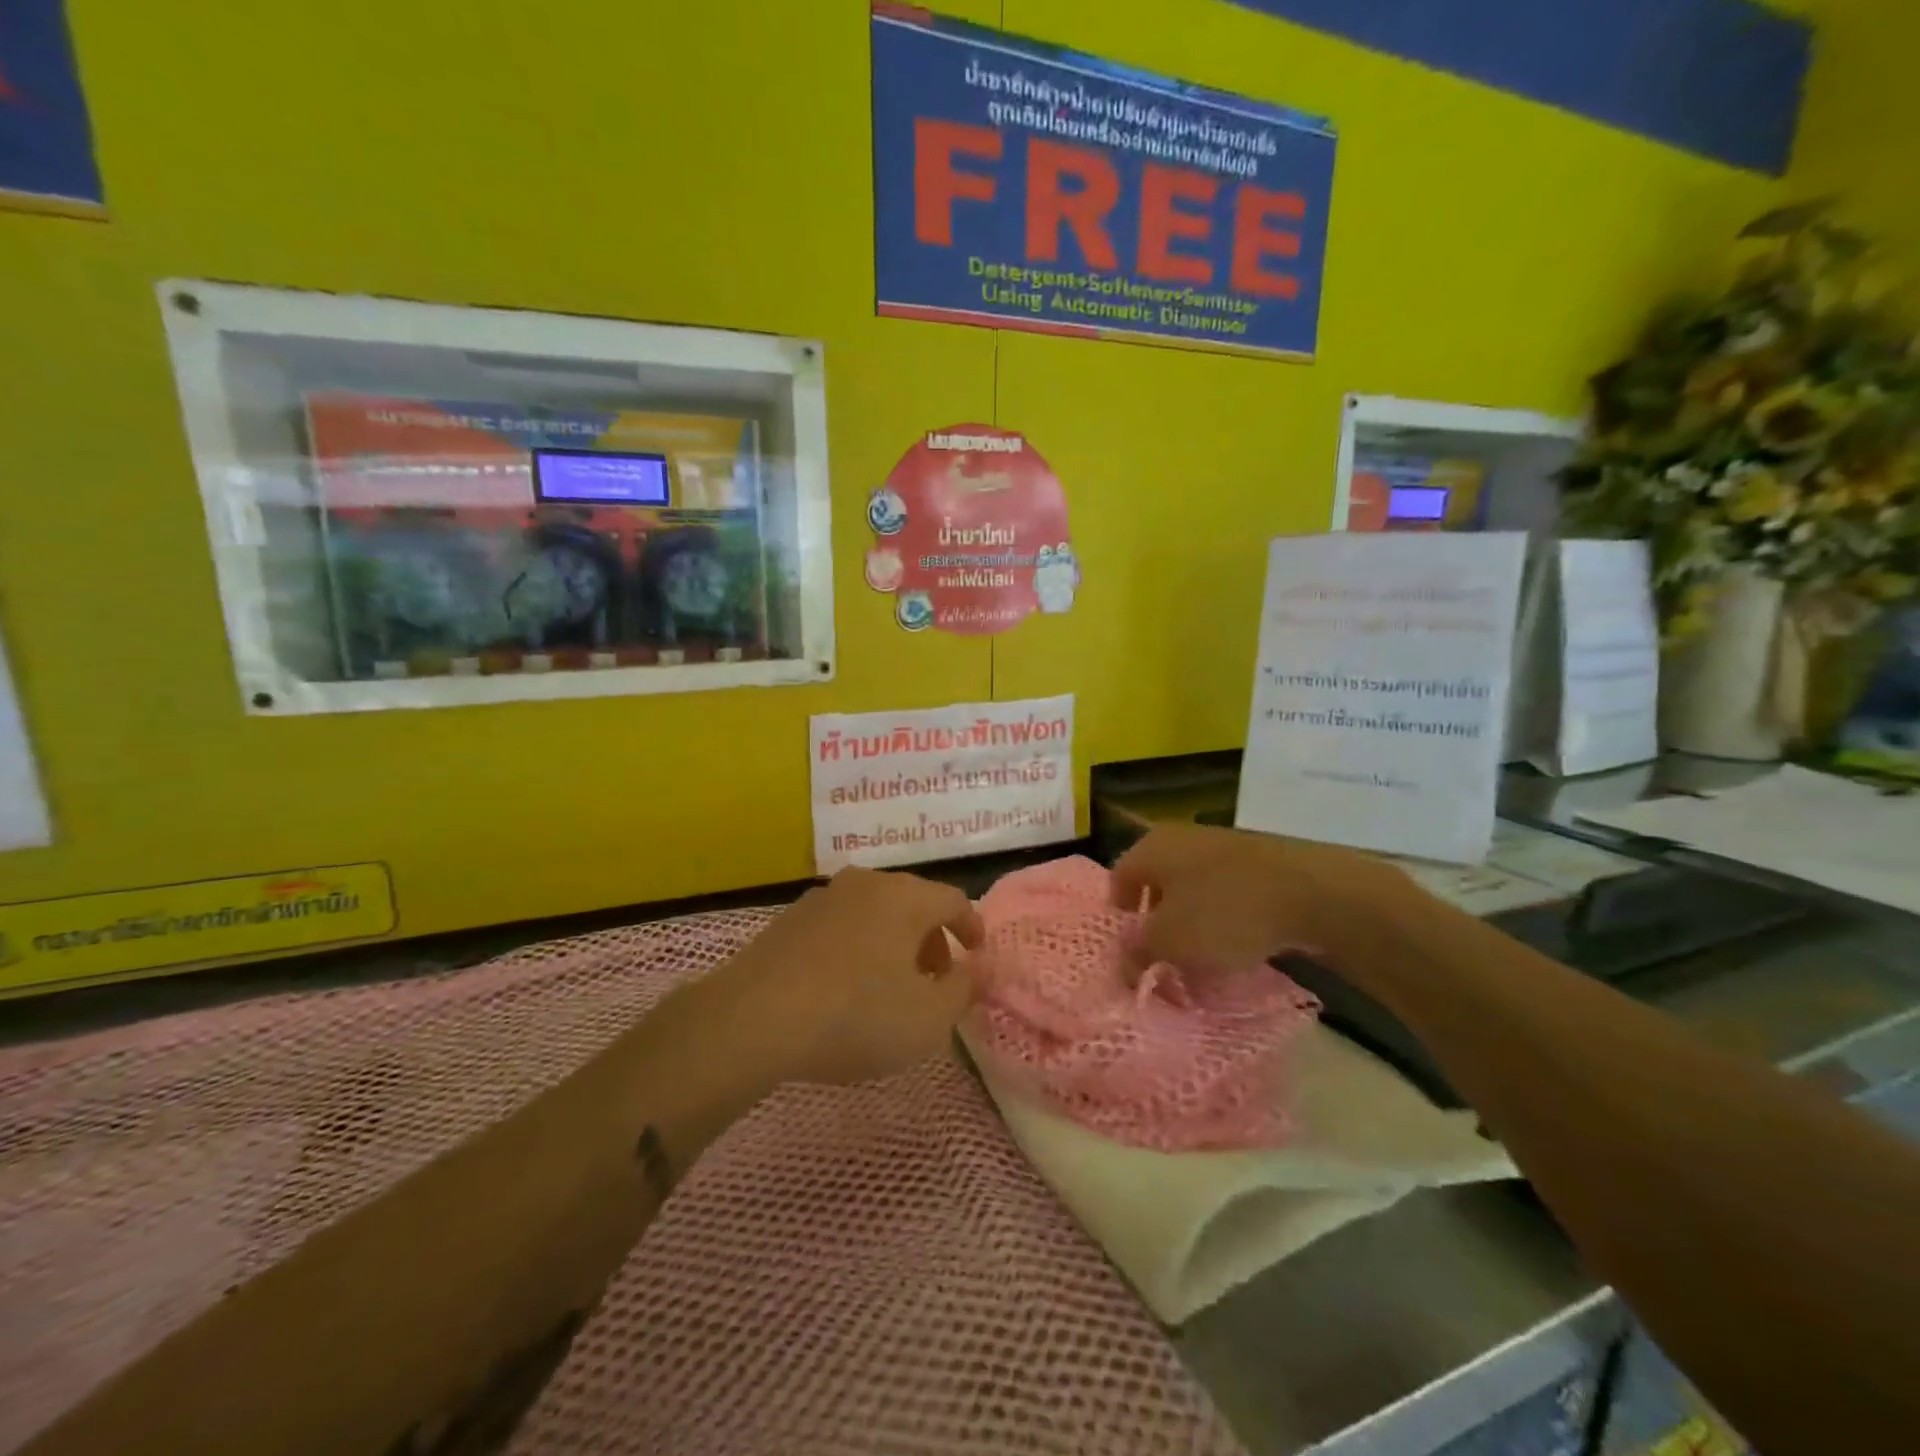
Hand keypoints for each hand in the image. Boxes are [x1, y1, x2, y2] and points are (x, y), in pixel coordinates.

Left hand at [701, 867, 985, 1085]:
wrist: (754, 1018)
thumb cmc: (856, 1015)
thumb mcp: (928, 1018)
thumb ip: (963, 990)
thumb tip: (974, 969)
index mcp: (904, 896)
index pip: (953, 900)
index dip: (972, 927)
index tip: (977, 956)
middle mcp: (865, 884)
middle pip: (912, 903)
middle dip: (932, 939)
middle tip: (936, 979)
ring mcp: (822, 898)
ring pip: (874, 914)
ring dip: (893, 944)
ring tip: (891, 987)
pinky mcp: (788, 920)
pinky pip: (840, 928)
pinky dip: (857, 949)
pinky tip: (846, 989)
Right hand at [1111, 824, 1420, 976]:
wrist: (1314, 893)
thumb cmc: (1225, 912)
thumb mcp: (1170, 942)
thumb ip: (1138, 951)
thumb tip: (1122, 961)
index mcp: (1152, 846)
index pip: (1118, 879)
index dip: (1118, 917)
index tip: (1129, 950)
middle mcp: (1182, 838)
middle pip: (1156, 883)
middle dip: (1156, 922)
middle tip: (1163, 958)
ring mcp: (1224, 845)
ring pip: (1193, 888)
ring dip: (1192, 922)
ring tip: (1203, 959)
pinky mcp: (1259, 860)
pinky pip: (1227, 892)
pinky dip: (1225, 917)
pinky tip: (1240, 944)